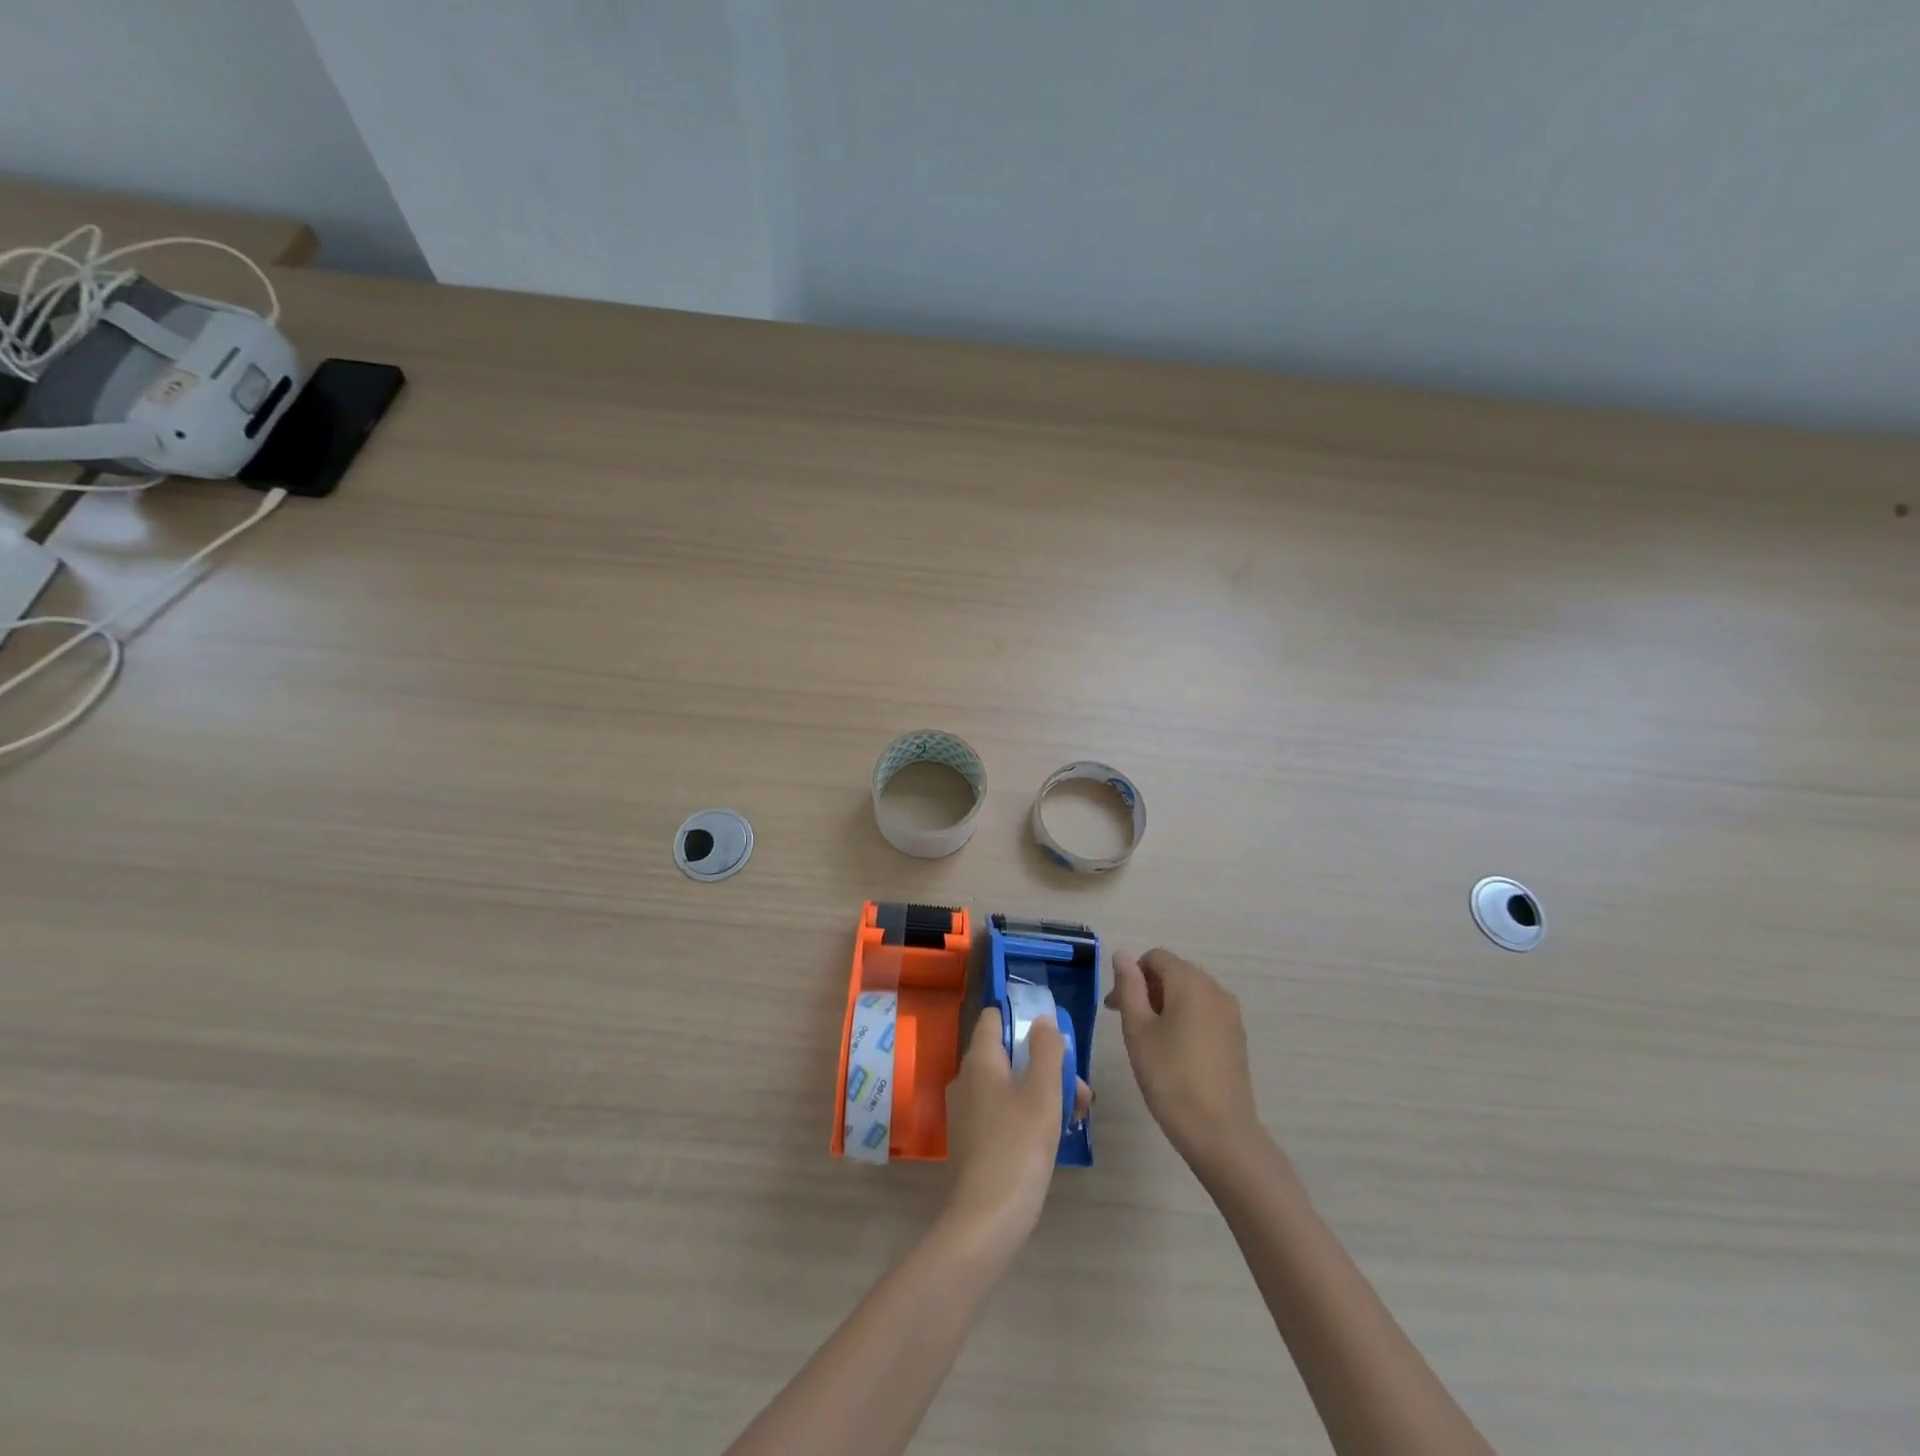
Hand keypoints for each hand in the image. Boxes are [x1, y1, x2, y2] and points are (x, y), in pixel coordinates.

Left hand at [943, 1009, 1092, 1251]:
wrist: (986, 1219)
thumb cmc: (1018, 1146)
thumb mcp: (1043, 1092)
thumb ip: (1046, 1050)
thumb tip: (1042, 1020)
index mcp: (980, 1060)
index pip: (994, 1017)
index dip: (1022, 1018)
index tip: (1052, 1036)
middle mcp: (967, 1079)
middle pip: (1008, 1054)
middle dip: (1046, 1065)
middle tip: (1080, 1092)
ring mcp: (967, 1111)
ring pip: (1009, 1085)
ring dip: (1043, 1092)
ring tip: (1076, 1117)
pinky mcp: (972, 1140)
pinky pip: (1002, 1111)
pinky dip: (1027, 1114)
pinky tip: (1053, 1137)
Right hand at [1106, 948, 1261, 1173]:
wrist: (1220, 1132)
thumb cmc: (1170, 1076)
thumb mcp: (1138, 1030)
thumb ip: (1129, 987)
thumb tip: (1122, 955)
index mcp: (1190, 982)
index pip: (1155, 958)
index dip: (1131, 975)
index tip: (1115, 1007)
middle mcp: (1215, 989)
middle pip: (1174, 972)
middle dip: (1146, 989)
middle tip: (1125, 1023)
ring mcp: (1230, 1014)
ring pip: (1190, 993)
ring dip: (1164, 1004)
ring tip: (1148, 1039)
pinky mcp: (1237, 1037)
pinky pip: (1205, 1012)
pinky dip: (1184, 1019)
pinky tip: (1174, 1051)